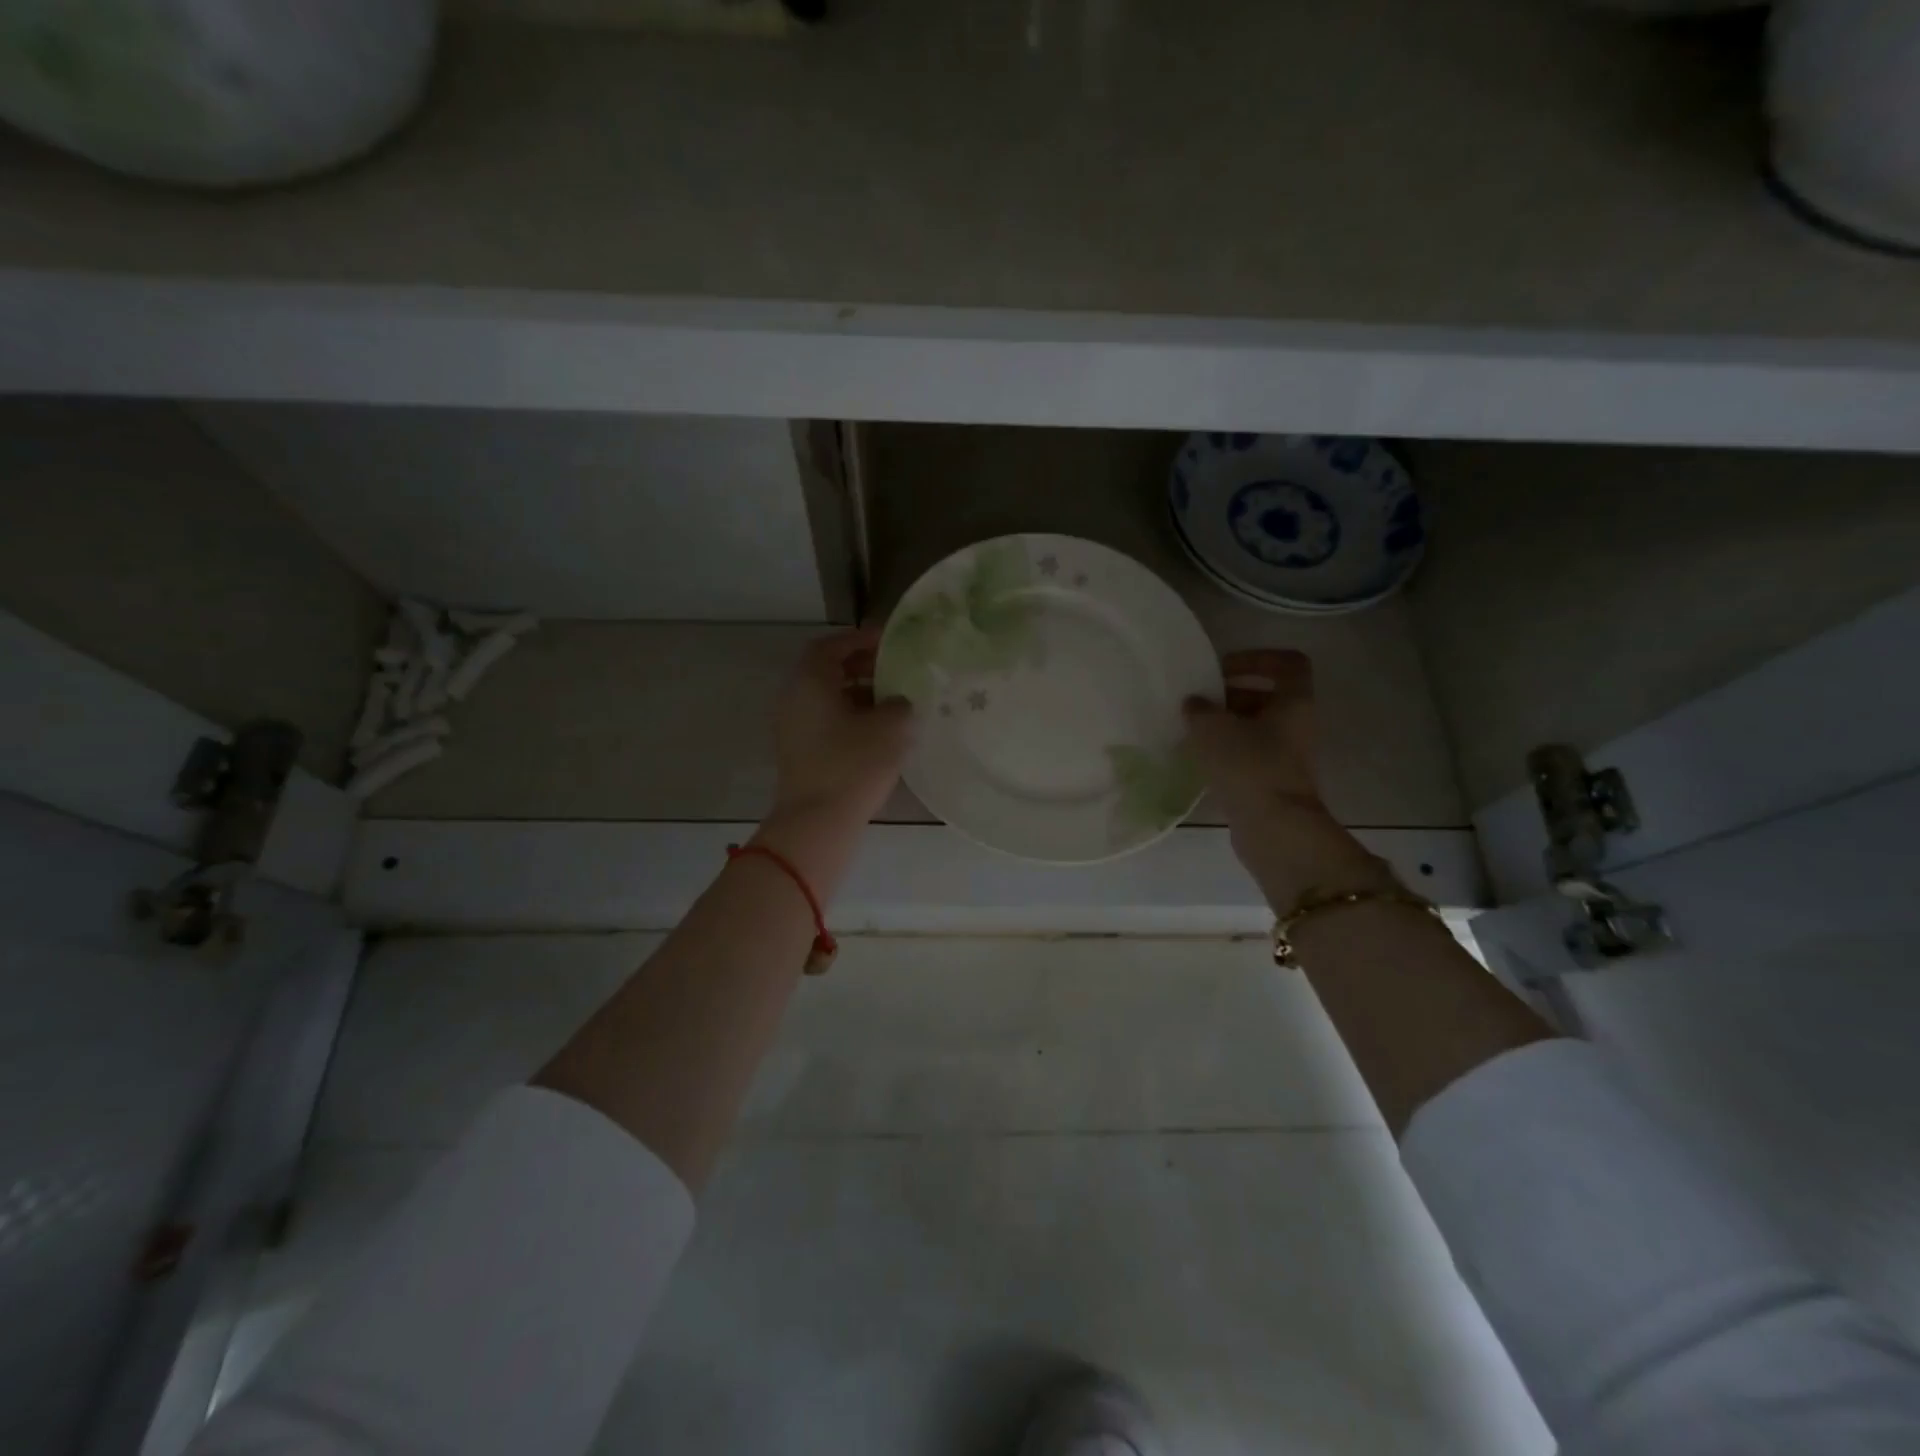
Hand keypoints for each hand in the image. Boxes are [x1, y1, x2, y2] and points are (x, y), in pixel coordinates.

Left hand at [770, 628, 913, 826]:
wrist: (818, 821)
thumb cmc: (853, 764)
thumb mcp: (891, 727)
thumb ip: (900, 703)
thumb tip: (898, 702)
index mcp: (810, 681)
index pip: (832, 645)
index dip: (861, 638)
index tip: (890, 641)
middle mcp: (794, 697)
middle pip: (827, 670)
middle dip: (861, 666)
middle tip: (894, 669)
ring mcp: (793, 726)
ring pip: (827, 697)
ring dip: (858, 692)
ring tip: (893, 700)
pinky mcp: (799, 751)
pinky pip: (826, 720)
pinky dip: (850, 715)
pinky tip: (878, 729)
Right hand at [1184, 649, 1393, 909]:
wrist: (1273, 827)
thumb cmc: (1249, 766)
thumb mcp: (1213, 728)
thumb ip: (1199, 709)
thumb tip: (1194, 704)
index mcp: (1294, 702)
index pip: (1287, 663)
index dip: (1256, 658)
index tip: (1223, 669)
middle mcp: (1295, 724)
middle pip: (1264, 696)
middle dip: (1228, 695)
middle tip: (1196, 702)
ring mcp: (1284, 755)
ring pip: (1253, 727)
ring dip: (1222, 725)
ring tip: (1189, 729)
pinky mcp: (1269, 781)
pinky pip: (1246, 754)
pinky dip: (1223, 751)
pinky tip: (1195, 757)